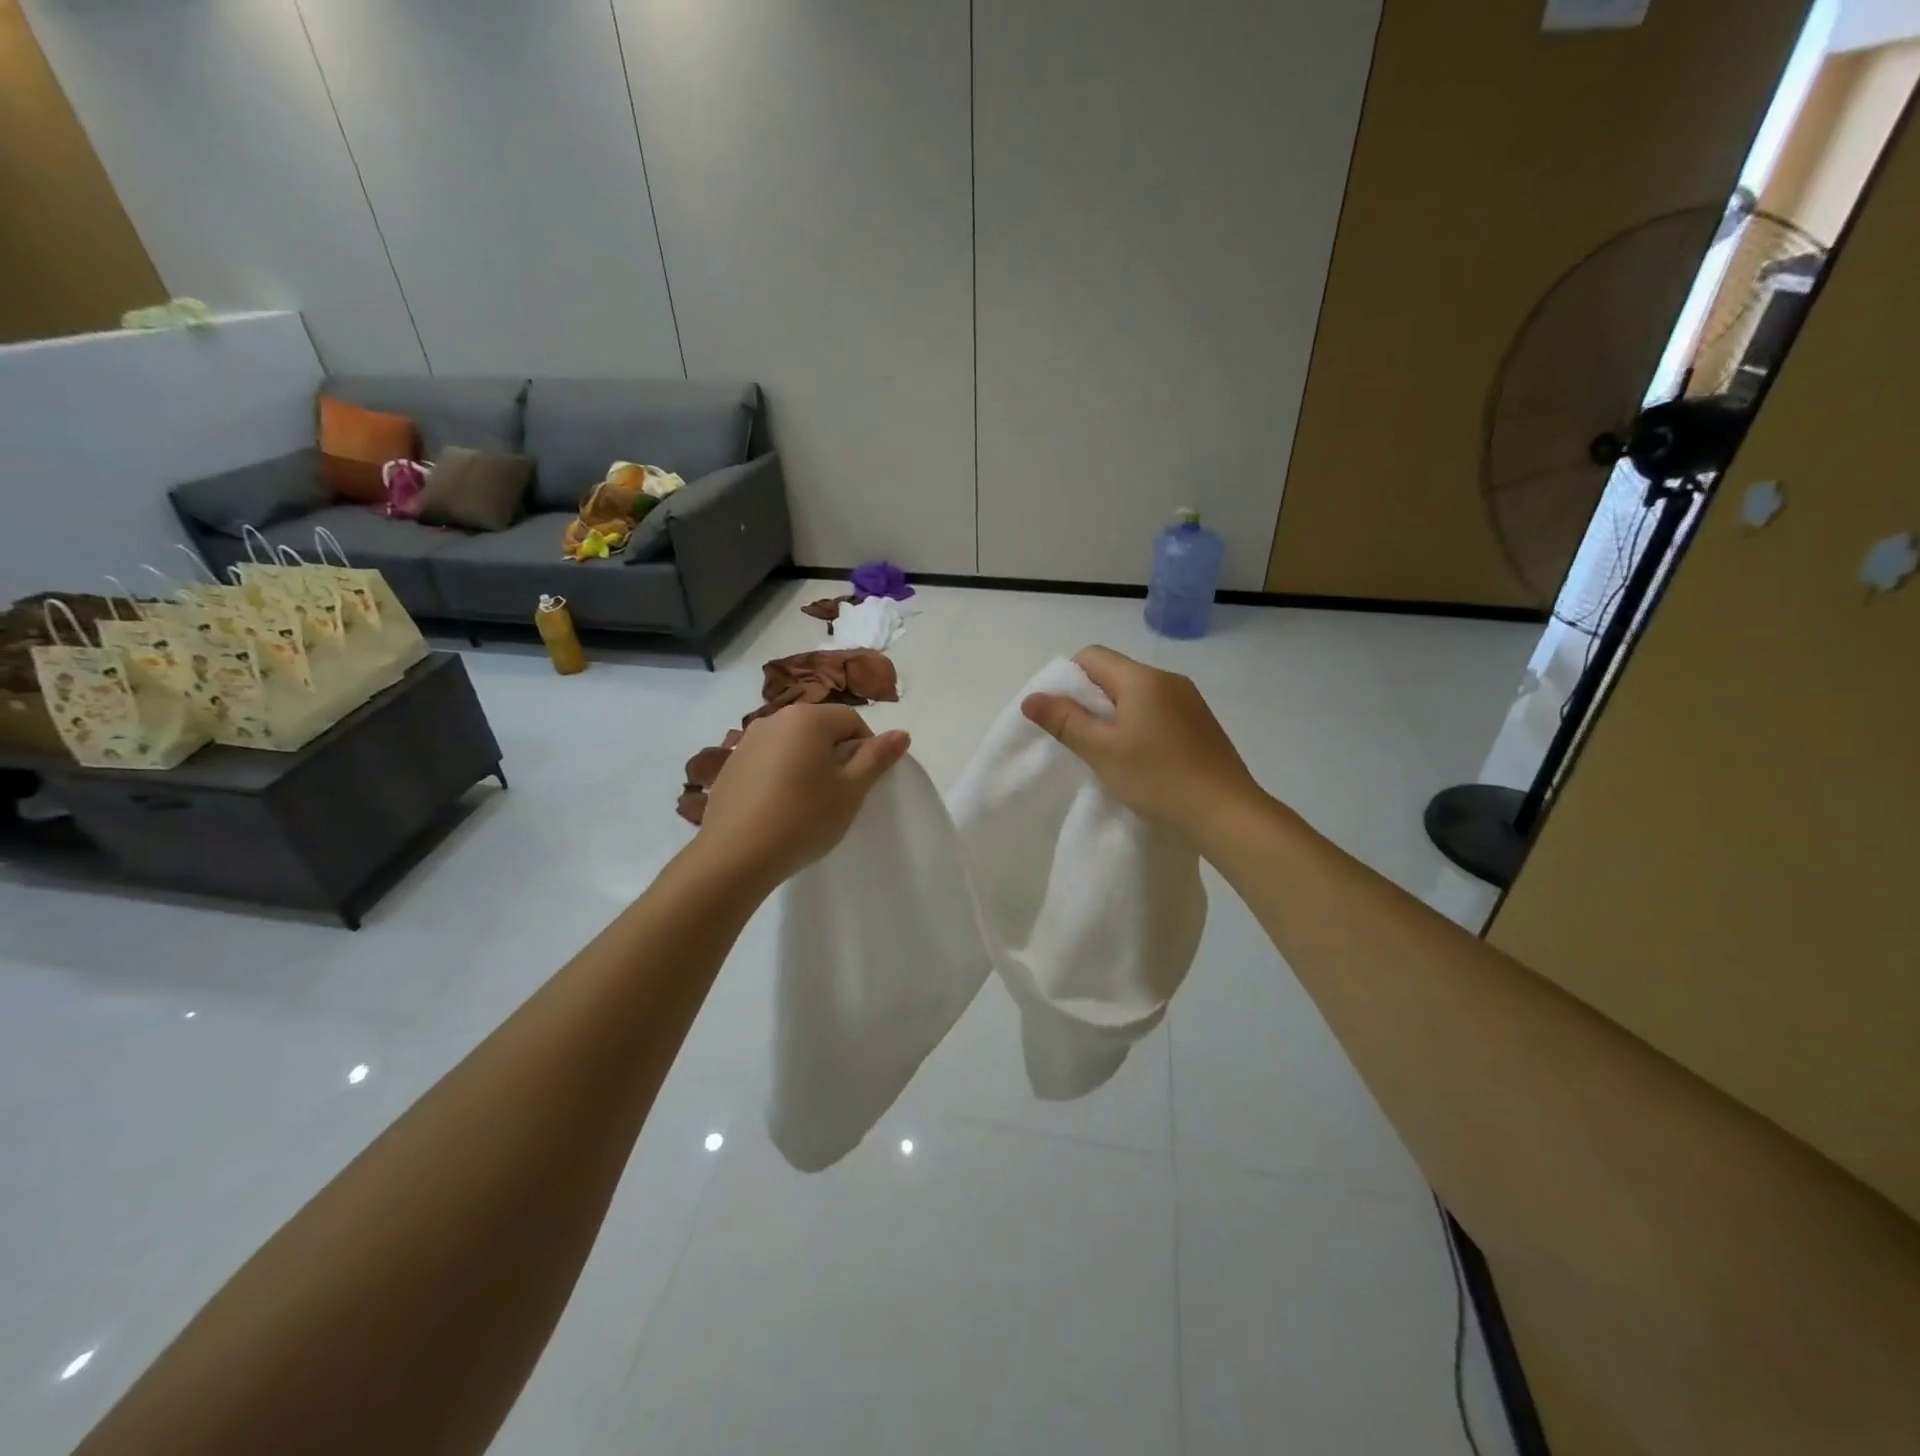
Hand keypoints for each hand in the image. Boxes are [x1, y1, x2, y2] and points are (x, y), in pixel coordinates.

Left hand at [696, 704, 909, 888]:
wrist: (734, 856)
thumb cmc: (803, 818)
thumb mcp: (850, 790)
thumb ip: (877, 757)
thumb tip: (902, 733)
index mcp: (807, 718)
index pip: (852, 720)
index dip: (866, 749)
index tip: (863, 783)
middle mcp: (774, 719)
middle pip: (820, 728)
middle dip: (836, 755)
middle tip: (839, 794)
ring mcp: (747, 741)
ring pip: (793, 744)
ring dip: (807, 764)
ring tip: (808, 802)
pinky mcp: (730, 765)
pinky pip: (768, 760)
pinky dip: (780, 775)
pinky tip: (779, 807)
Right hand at [1021, 645, 1261, 838]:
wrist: (1225, 811)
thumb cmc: (1157, 777)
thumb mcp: (1102, 750)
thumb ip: (1065, 721)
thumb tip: (1031, 697)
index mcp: (1142, 678)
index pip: (1092, 656)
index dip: (1068, 679)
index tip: (1062, 715)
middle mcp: (1168, 679)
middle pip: (1115, 673)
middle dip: (1090, 699)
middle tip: (1080, 737)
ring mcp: (1189, 700)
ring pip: (1137, 694)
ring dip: (1116, 714)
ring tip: (1109, 752)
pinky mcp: (1201, 722)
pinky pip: (1158, 710)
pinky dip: (1140, 724)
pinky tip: (1141, 758)